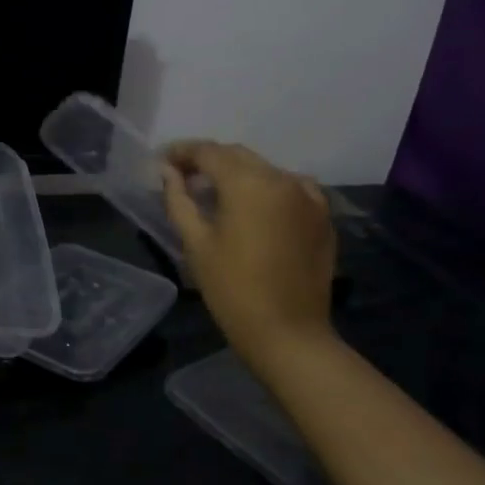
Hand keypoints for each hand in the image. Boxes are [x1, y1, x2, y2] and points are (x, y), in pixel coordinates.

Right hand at [160, 140, 336, 368]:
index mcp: (249, 183)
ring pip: (265, 170)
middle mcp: (283, 179)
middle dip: (209, 160)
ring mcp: (309, 196)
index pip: (209, 152)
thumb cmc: (232, 289)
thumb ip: (179, 200)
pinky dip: (266, 189)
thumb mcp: (195, 243)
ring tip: (215, 193)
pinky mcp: (322, 216)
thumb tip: (168, 172)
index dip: (182, 152)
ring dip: (238, 174)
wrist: (289, 333)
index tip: (162, 161)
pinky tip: (253, 208)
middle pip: (238, 156)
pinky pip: (289, 188)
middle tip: (183, 175)